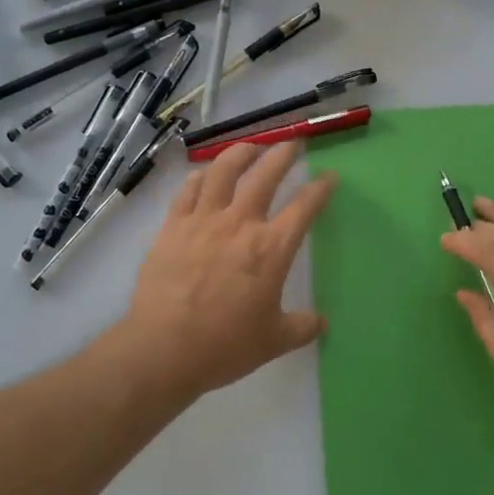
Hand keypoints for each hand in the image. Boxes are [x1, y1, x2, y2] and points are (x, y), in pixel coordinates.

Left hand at [122, 141, 334, 398]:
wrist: (164, 349)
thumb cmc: (224, 346)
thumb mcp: (274, 341)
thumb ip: (302, 326)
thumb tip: (320, 321)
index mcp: (271, 249)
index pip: (304, 207)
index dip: (320, 188)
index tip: (329, 176)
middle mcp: (239, 224)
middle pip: (265, 175)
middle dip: (282, 155)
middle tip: (292, 144)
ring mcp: (202, 221)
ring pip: (223, 171)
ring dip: (240, 152)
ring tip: (250, 146)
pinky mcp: (172, 227)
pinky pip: (188, 190)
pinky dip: (200, 177)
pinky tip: (205, 175)